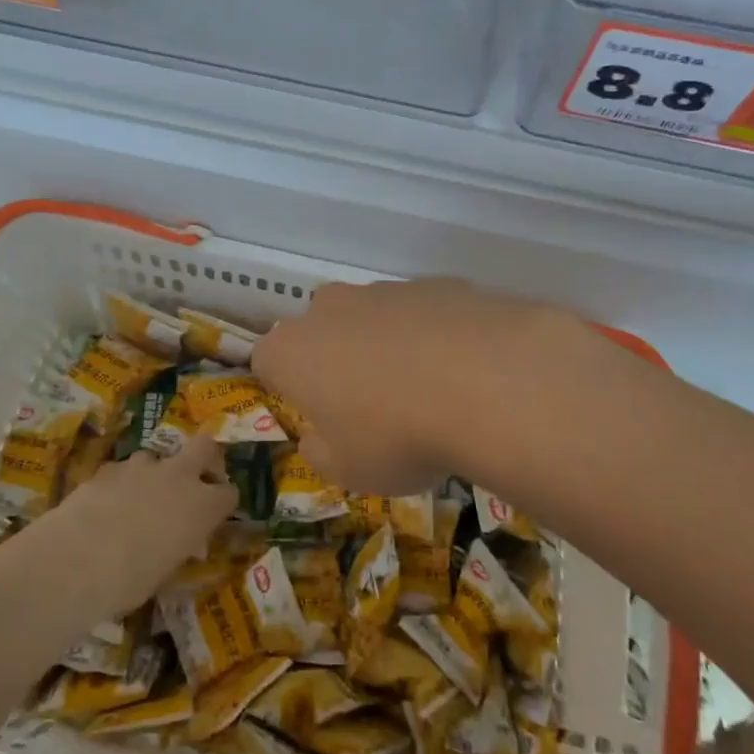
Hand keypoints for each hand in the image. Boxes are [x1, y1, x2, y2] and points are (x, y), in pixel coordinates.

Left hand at [37, 437, 236, 616]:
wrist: (79, 558)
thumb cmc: (131, 579)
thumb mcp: (165, 572)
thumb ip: (177, 548)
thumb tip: (177, 544)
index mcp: (202, 506)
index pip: (229, 493)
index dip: (223, 502)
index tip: (216, 513)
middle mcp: (179, 477)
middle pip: (205, 447)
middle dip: (204, 457)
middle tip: (195, 477)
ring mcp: (144, 466)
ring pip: (158, 458)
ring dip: (154, 474)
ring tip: (139, 499)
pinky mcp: (110, 467)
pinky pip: (123, 471)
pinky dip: (121, 483)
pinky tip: (106, 504)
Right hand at [253, 278, 605, 493]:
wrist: (486, 382)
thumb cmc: (397, 436)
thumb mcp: (349, 471)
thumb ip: (322, 454)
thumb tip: (318, 440)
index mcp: (293, 350)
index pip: (267, 361)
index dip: (288, 389)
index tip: (318, 417)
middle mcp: (329, 308)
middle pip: (320, 330)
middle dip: (337, 360)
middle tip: (371, 405)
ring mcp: (384, 289)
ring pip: (371, 317)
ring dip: (386, 346)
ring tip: (427, 391)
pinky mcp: (435, 282)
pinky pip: (421, 312)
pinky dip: (432, 335)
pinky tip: (464, 369)